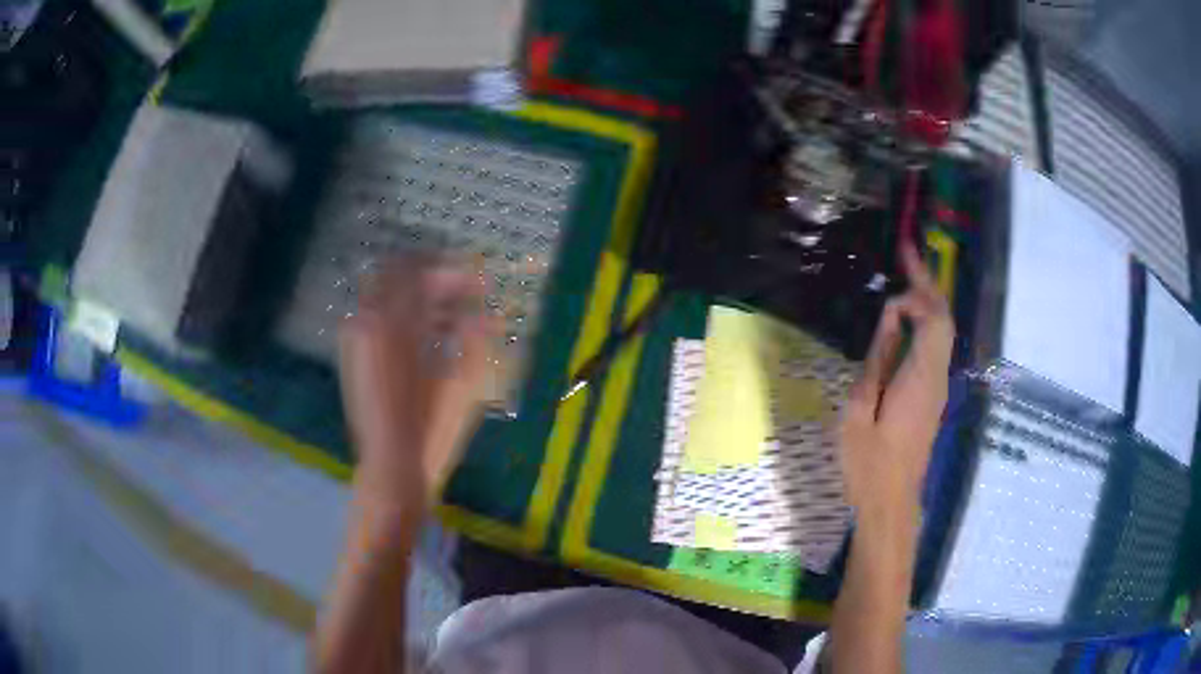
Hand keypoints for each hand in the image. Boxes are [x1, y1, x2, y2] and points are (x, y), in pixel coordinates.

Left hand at [338, 256, 494, 509]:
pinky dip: (399, 314)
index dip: (452, 272)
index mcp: (397, 326)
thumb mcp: (465, 384)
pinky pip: (375, 315)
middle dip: (432, 277)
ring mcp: (356, 338)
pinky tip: (424, 336)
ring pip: (384, 293)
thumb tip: (486, 314)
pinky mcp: (352, 355)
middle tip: (461, 293)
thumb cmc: (432, 431)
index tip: (476, 282)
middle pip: (398, 274)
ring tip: (448, 317)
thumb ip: (475, 339)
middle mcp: (370, 323)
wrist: (390, 468)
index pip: (421, 273)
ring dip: (415, 296)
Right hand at [838, 243, 954, 517]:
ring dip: (928, 299)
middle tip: (907, 251)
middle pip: (944, 319)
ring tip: (906, 274)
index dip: (919, 291)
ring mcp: (939, 386)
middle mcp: (938, 376)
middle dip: (928, 282)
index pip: (934, 319)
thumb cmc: (868, 463)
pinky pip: (935, 347)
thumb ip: (878, 360)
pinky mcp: (933, 395)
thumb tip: (892, 318)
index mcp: (920, 378)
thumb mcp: (858, 411)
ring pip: (943, 331)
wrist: (891, 502)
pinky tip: (907, 316)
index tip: (895, 276)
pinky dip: (925, 321)